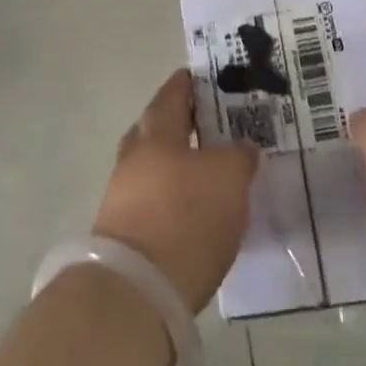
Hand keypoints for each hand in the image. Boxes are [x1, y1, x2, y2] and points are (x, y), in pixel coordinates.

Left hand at [92, 69, 259, 312]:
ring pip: (153, 167)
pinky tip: (193, 208)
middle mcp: (134, 159)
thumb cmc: (187, 217)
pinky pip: (152, 200)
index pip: (171, 96)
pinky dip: (171, 196)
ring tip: (209, 169)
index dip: (186, 84)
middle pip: (155, 129)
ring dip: (176, 163)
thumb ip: (240, 157)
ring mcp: (123, 197)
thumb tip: (243, 149)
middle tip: (210, 123)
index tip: (200, 76)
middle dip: (179, 123)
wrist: (138, 290)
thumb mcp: (229, 179)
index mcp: (156, 134)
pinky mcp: (124, 233)